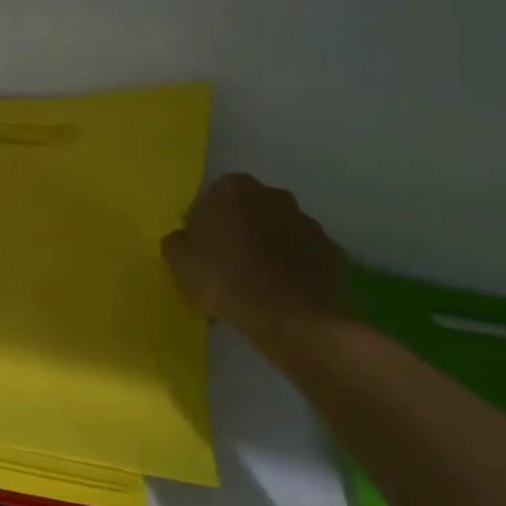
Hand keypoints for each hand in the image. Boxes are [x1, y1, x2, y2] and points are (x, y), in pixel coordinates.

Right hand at [162, 173, 349, 345]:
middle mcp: (272, 194)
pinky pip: (300, 256)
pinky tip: (278, 296)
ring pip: (275, 233)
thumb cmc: (224, 279)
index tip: (198, 255)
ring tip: (253, 288)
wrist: (290, 316)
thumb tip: (184, 238)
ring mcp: (306, 221)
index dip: (201, 228)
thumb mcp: (178, 262)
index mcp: (232, 189)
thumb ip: (176, 241)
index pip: (208, 201)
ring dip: (264, 251)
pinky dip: (290, 270)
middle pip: (245, 212)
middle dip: (236, 234)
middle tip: (223, 269)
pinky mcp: (330, 250)